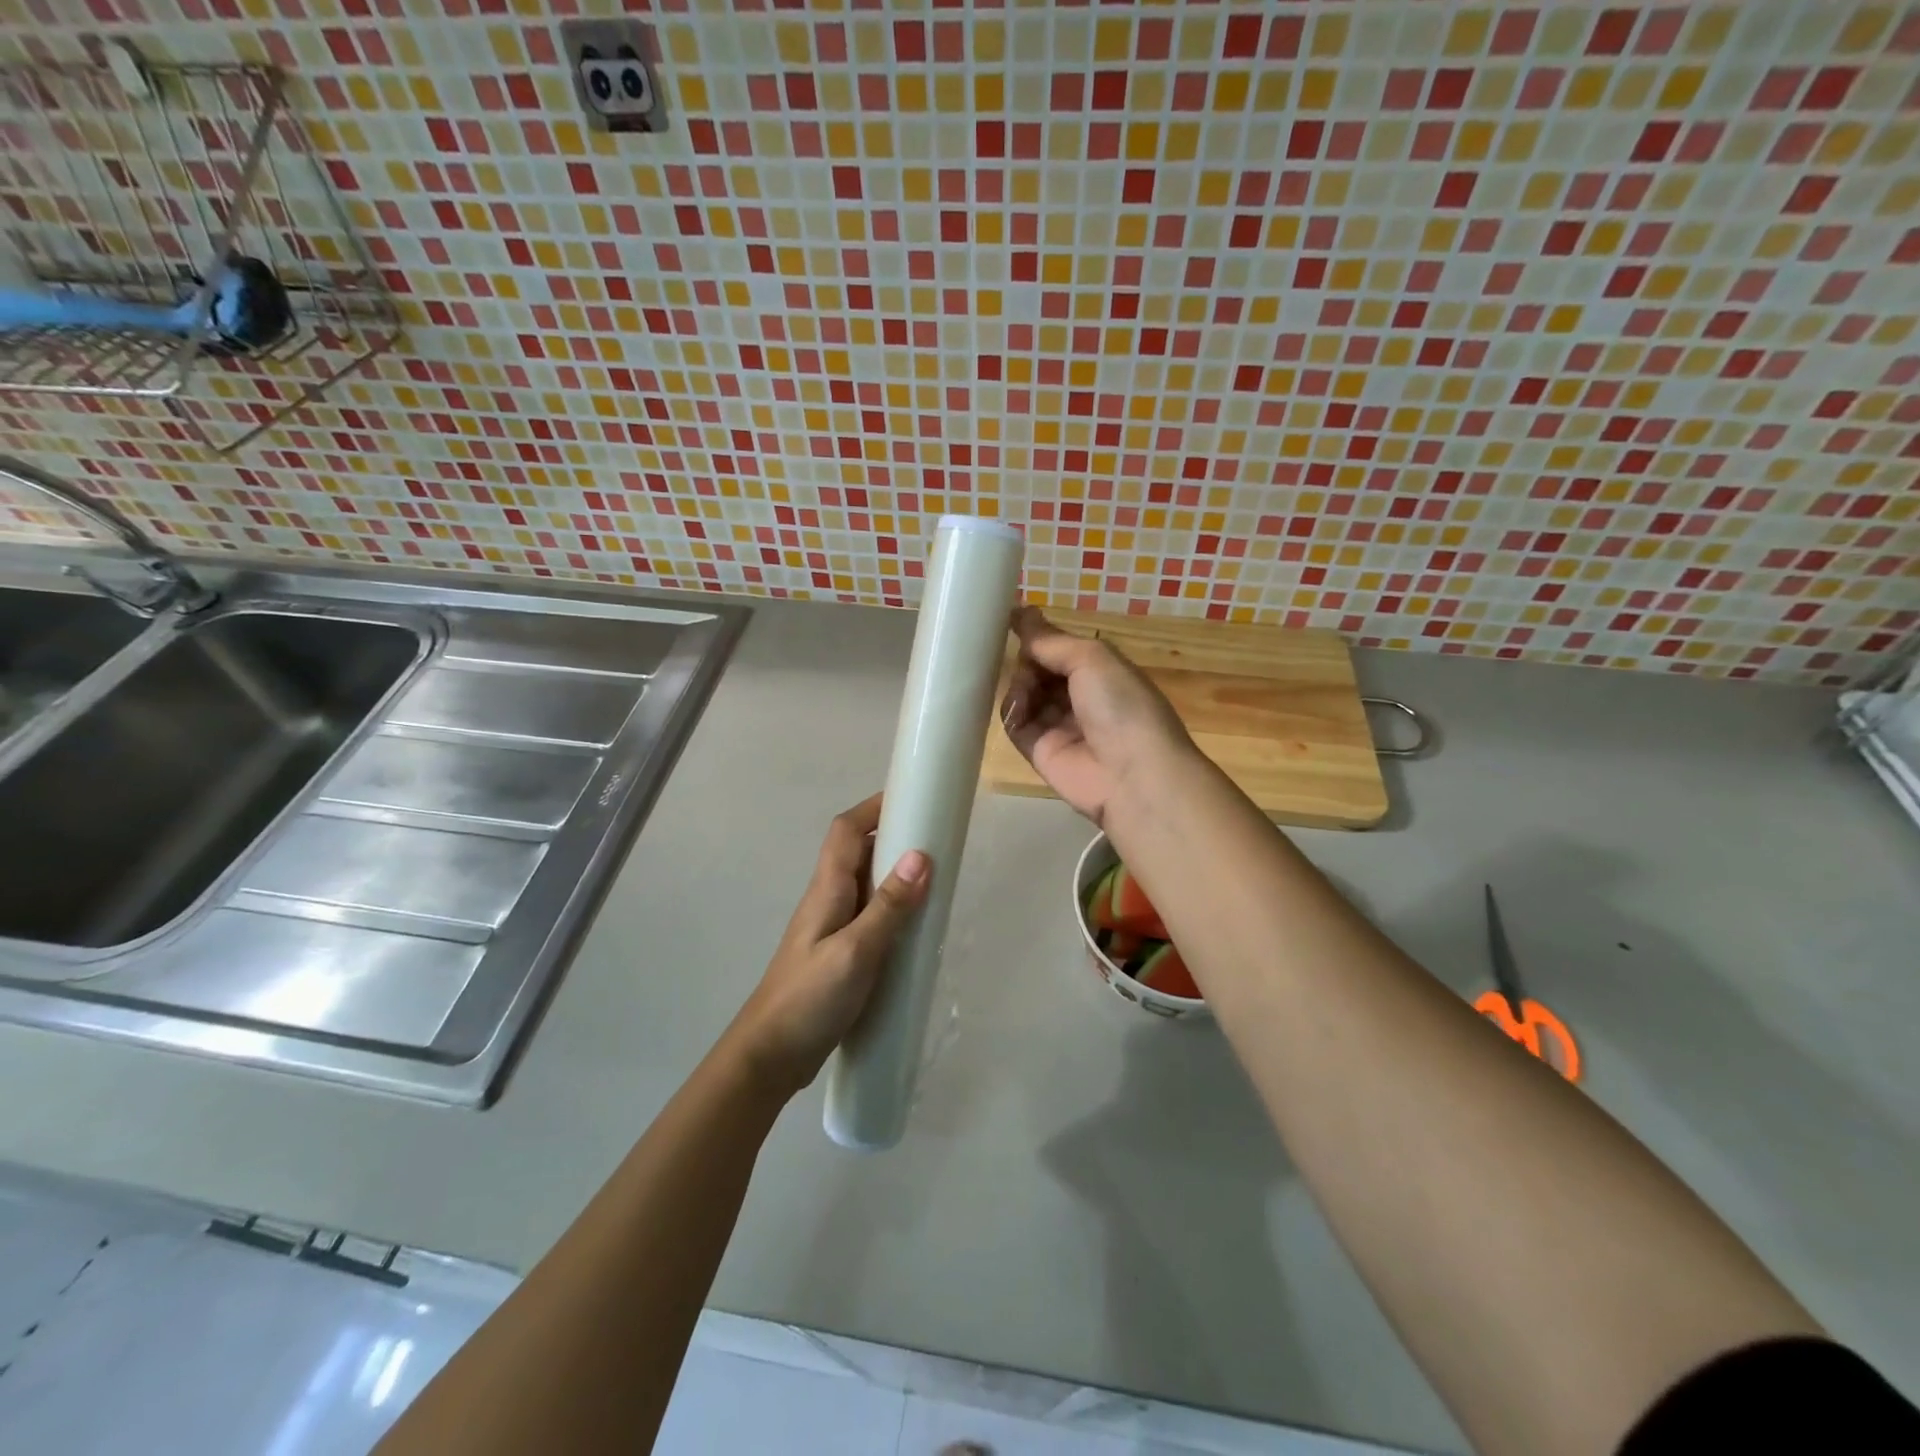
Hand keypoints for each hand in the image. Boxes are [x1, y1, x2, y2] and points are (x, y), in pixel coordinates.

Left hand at [725, 793, 929, 1096]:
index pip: (846, 830)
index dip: (875, 807)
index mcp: (827, 889)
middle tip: (939, 844)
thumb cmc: (808, 998)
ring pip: (867, 886)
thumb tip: (921, 856)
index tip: (913, 799)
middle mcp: (828, 899)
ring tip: (938, 883)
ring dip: (897, 877)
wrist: (769, 1057)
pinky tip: (917, 931)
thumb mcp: (855, 951)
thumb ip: (888, 907)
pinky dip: (894, 912)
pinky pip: (871, 917)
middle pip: (859, 853)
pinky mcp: (840, 954)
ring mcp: (832, 928)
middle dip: (895, 839)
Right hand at [999, 606, 1193, 825]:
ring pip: (1025, 695)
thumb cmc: (1121, 706)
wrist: (1132, 776)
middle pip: (1039, 670)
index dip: (1038, 636)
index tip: (1008, 619)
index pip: (1060, 648)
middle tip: (1024, 662)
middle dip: (1028, 661)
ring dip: (1020, 685)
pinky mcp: (1040, 752)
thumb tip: (1020, 612)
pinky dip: (1012, 712)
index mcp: (1101, 671)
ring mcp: (1059, 726)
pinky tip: (1018, 708)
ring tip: (1026, 690)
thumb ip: (1051, 640)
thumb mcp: (1091, 658)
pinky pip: (1016, 725)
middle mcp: (1080, 696)